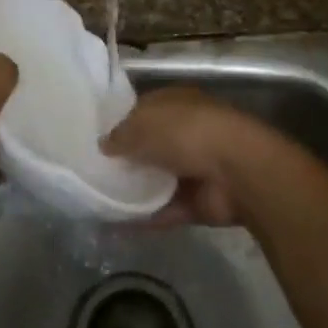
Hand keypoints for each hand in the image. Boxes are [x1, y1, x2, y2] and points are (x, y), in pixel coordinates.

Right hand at [102, 86, 262, 225]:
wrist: (236, 172)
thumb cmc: (187, 132)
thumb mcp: (143, 124)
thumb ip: (120, 135)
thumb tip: (103, 145)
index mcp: (177, 104)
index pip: (143, 110)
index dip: (120, 123)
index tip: (95, 139)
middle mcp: (186, 133)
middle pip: (150, 146)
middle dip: (125, 159)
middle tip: (91, 171)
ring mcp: (194, 169)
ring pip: (156, 180)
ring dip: (133, 190)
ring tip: (97, 199)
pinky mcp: (198, 202)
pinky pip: (165, 209)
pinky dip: (143, 217)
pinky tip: (114, 224)